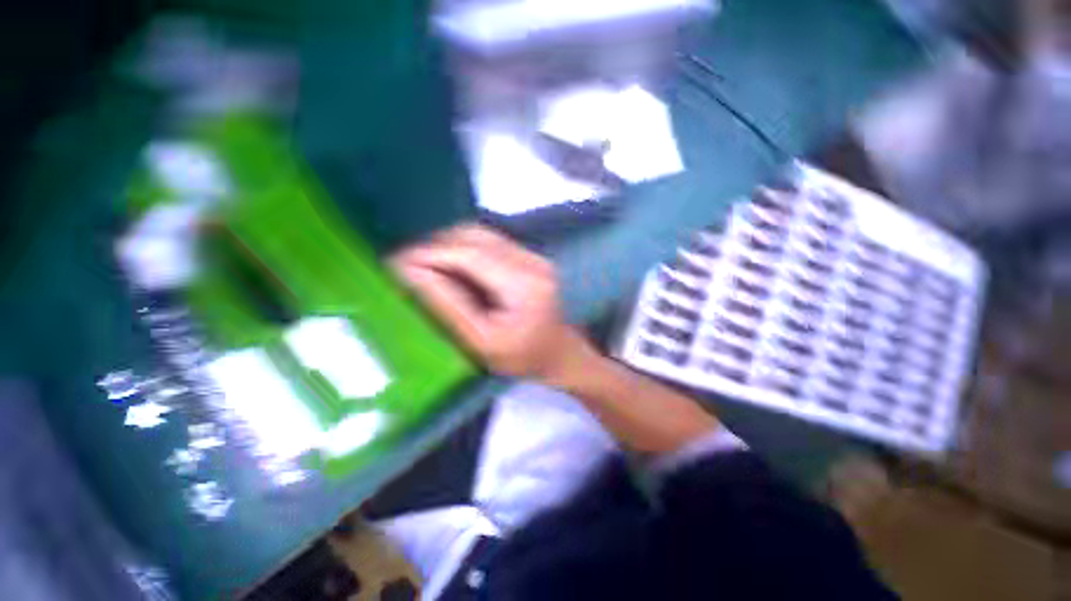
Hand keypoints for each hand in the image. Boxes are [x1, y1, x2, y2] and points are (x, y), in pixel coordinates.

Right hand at [392, 224, 593, 382]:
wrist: (560, 354)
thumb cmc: (523, 359)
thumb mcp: (481, 341)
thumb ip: (448, 305)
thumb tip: (410, 271)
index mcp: (523, 285)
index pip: (468, 254)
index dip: (429, 253)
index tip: (394, 262)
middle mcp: (531, 260)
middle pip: (473, 236)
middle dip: (434, 245)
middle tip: (404, 263)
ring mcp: (533, 254)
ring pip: (480, 234)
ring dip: (447, 244)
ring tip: (423, 264)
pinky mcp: (530, 256)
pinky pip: (489, 241)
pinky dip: (463, 248)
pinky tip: (450, 264)